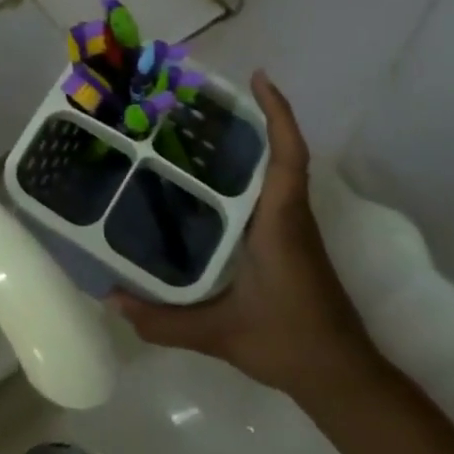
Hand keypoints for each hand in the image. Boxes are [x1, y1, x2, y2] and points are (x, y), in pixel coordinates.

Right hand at [113, 72, 374, 395]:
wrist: (341, 376)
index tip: (258, 77)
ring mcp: (294, 228)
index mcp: (280, 222)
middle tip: (204, 99)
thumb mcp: (221, 333)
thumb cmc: (289, 341)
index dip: (278, 113)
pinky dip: (250, 172)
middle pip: (280, 152)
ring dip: (252, 143)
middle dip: (253, 117)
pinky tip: (212, 183)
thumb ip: (164, 320)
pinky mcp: (291, 241)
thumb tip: (111, 300)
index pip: (288, 156)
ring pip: (277, 170)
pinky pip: (271, 191)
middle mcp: (290, 215)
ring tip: (201, 129)